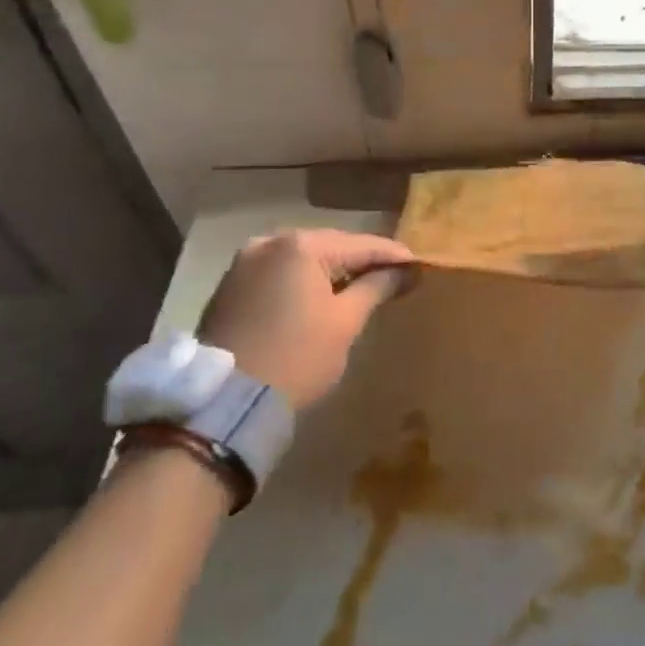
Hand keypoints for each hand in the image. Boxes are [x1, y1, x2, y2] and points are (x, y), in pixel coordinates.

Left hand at [197, 230, 415, 409]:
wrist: (225, 403)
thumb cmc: (298, 358)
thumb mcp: (345, 322)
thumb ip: (376, 288)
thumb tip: (405, 272)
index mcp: (300, 245)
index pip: (360, 245)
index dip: (392, 255)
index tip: (419, 265)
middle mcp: (269, 242)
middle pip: (330, 246)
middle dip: (361, 261)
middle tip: (393, 275)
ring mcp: (244, 262)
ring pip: (302, 260)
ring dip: (331, 271)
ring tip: (362, 285)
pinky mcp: (230, 286)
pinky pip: (279, 273)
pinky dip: (302, 282)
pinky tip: (321, 296)